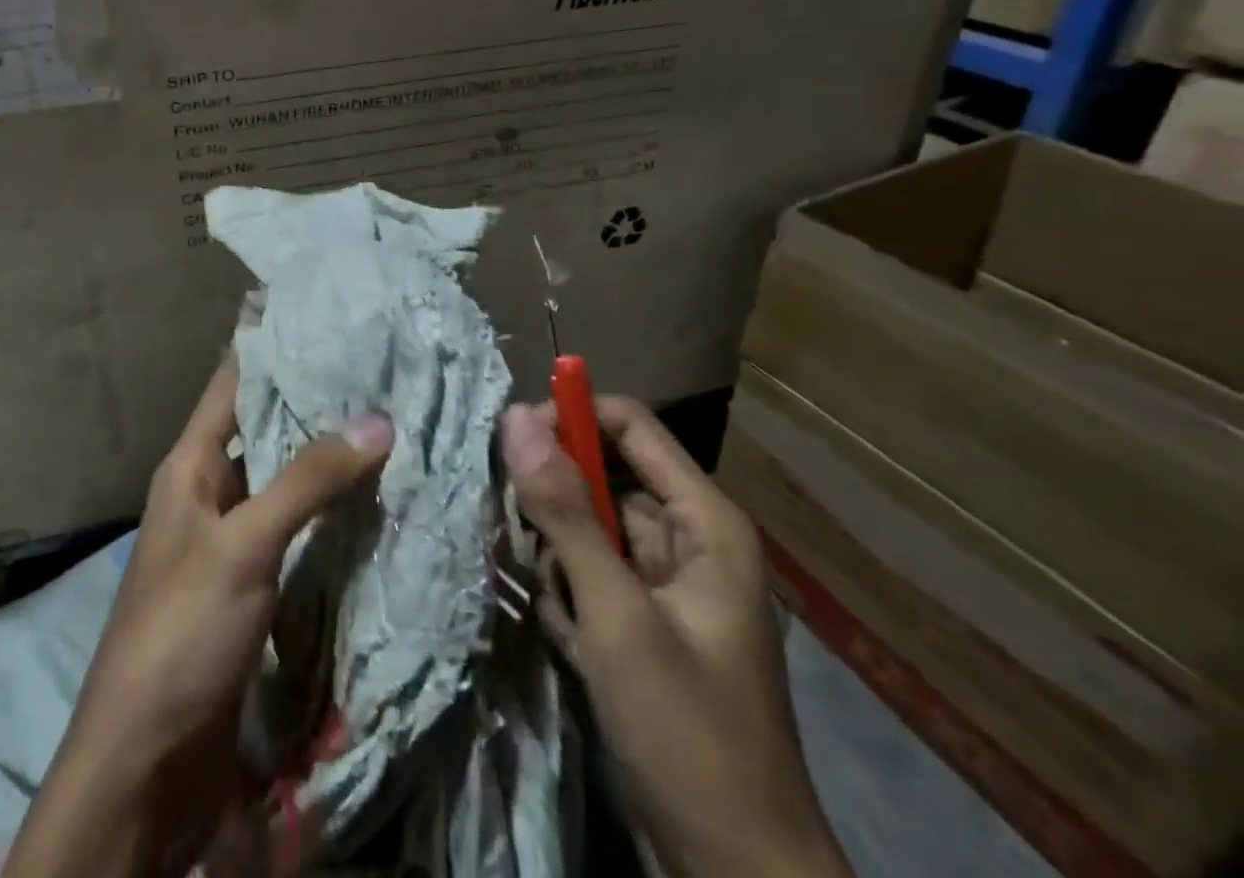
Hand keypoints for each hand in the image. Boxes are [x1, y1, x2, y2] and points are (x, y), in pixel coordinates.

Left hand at [3, 356, 394, 877]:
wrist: (146, 767)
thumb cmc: (181, 632)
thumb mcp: (242, 546)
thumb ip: (307, 481)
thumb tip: (377, 419)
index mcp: (190, 465)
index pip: (232, 382)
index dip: (272, 345)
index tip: (325, 314)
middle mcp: (210, 490)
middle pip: (265, 428)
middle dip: (316, 402)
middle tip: (381, 369)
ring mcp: (233, 539)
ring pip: (286, 480)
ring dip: (328, 458)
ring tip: (392, 421)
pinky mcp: (254, 584)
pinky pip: (297, 530)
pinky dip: (330, 512)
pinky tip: (376, 499)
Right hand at [500, 397, 852, 877]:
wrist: (736, 876)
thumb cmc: (687, 732)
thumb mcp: (617, 615)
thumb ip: (565, 512)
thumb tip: (516, 418)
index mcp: (704, 523)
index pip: (630, 425)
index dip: (571, 418)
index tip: (512, 442)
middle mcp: (688, 541)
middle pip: (604, 477)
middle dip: (557, 501)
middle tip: (523, 533)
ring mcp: (666, 586)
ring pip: (590, 529)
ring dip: (559, 558)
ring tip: (560, 607)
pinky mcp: (645, 625)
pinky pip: (592, 576)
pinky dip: (570, 597)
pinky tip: (572, 642)